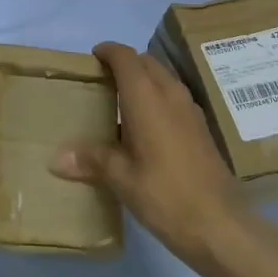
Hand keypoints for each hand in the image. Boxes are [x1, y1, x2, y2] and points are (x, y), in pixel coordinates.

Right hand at [52, 42, 248, 267]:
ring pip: (163, 78)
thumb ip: (91, 159)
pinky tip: (145, 128)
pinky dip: (157, 98)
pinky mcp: (201, 128)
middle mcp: (170, 94)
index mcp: (147, 97)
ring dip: (143, 80)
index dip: (107, 51)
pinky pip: (174, 97)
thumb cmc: (165, 195)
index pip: (125, 56)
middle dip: (124, 64)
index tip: (91, 59)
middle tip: (101, 82)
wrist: (220, 225)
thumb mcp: (121, 178)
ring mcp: (190, 110)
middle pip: (146, 62)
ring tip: (120, 103)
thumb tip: (57, 158)